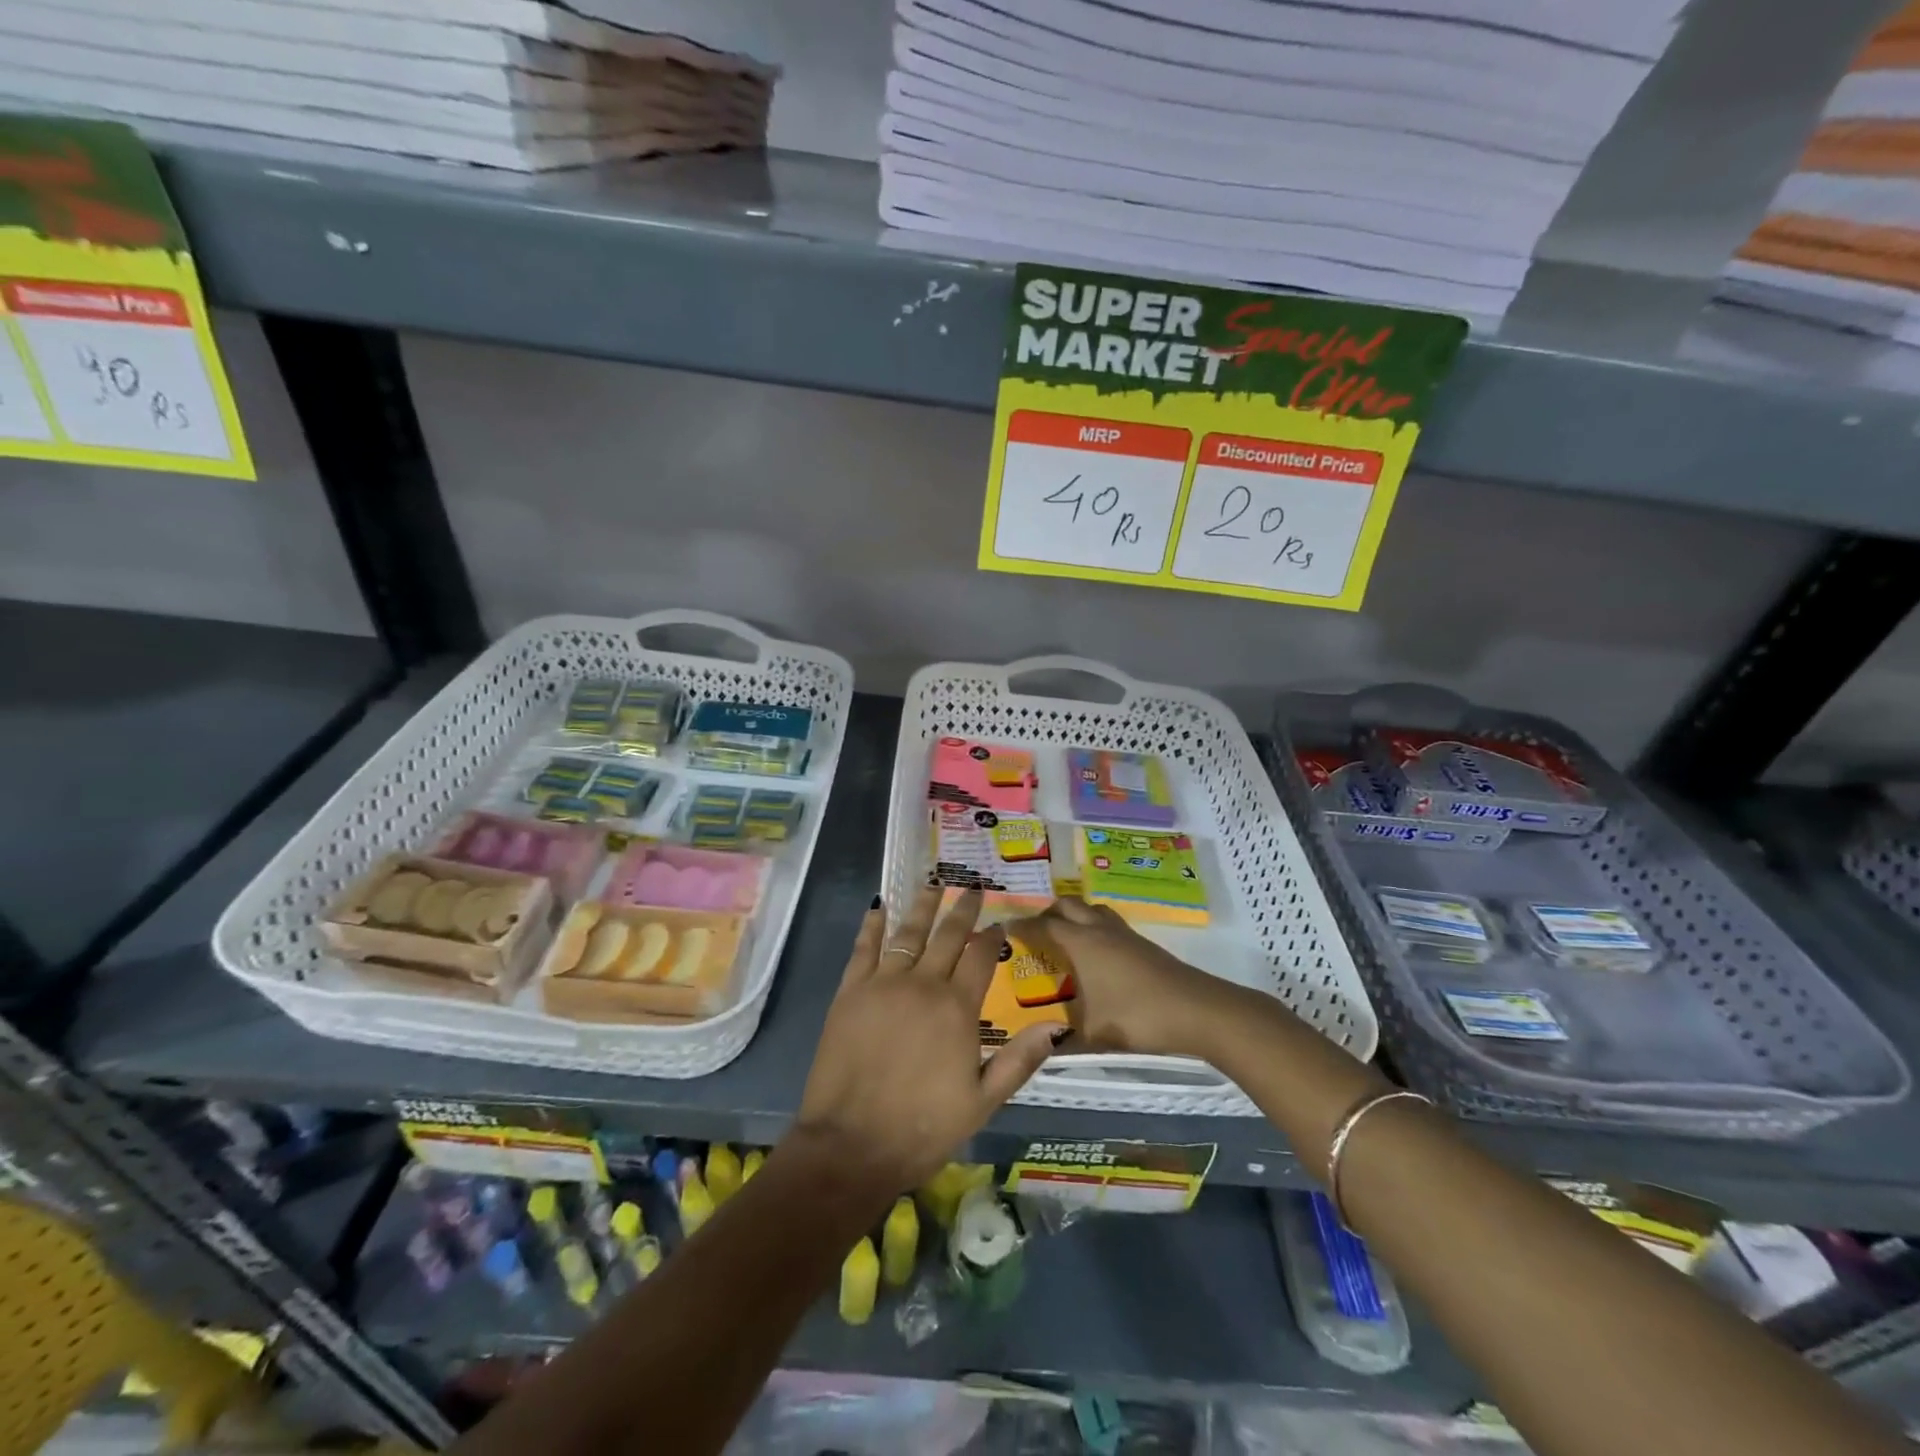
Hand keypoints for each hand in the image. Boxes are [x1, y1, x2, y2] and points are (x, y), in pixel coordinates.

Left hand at [795, 885, 1059, 1192]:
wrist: (851, 1146)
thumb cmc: (923, 1129)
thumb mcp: (983, 1103)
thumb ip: (1019, 1061)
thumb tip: (1054, 1025)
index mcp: (958, 1008)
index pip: (981, 957)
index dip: (991, 936)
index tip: (998, 923)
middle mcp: (923, 985)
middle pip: (946, 935)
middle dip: (962, 909)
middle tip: (971, 887)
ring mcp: (883, 985)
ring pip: (907, 932)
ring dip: (922, 905)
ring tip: (932, 882)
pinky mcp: (850, 993)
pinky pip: (863, 949)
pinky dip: (872, 926)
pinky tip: (878, 907)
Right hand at [1010, 897, 1233, 1057]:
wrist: (1196, 1010)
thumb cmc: (1137, 1017)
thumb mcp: (1093, 1035)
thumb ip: (1061, 1040)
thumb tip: (1038, 1045)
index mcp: (1080, 944)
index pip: (1042, 926)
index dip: (1020, 928)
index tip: (1003, 932)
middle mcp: (1098, 930)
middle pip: (1066, 905)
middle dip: (1046, 914)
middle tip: (1033, 936)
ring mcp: (1123, 933)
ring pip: (1090, 909)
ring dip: (1073, 916)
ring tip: (1063, 939)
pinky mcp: (1141, 943)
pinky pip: (1107, 922)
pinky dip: (1092, 927)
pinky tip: (1095, 955)